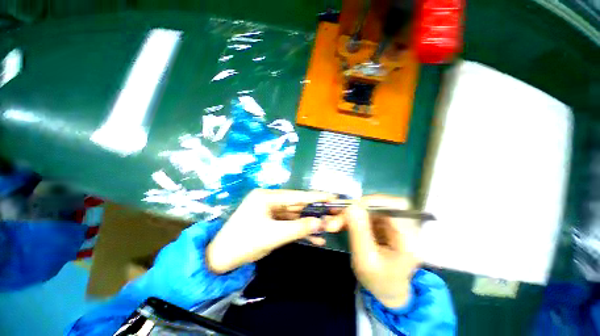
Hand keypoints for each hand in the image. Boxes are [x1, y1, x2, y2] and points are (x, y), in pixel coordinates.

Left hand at [206, 189, 335, 273]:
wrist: (220, 260)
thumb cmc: (244, 243)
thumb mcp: (273, 235)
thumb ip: (299, 228)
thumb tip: (321, 222)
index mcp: (267, 196)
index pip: (296, 196)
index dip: (315, 197)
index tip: (332, 196)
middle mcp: (269, 200)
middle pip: (296, 205)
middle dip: (314, 211)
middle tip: (333, 212)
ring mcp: (270, 212)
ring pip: (294, 216)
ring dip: (308, 223)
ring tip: (327, 228)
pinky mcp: (271, 222)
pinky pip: (288, 224)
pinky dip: (300, 230)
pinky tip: (315, 238)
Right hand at [331, 195, 421, 307]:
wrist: (387, 291)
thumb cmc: (377, 281)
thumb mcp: (365, 260)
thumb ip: (359, 232)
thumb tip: (351, 206)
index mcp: (408, 239)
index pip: (394, 207)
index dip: (370, 202)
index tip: (348, 208)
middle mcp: (406, 227)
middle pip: (381, 204)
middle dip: (356, 207)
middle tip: (336, 213)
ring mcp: (396, 224)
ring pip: (371, 208)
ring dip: (351, 212)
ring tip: (334, 220)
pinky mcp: (386, 224)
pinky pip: (368, 213)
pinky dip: (353, 216)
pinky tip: (341, 221)